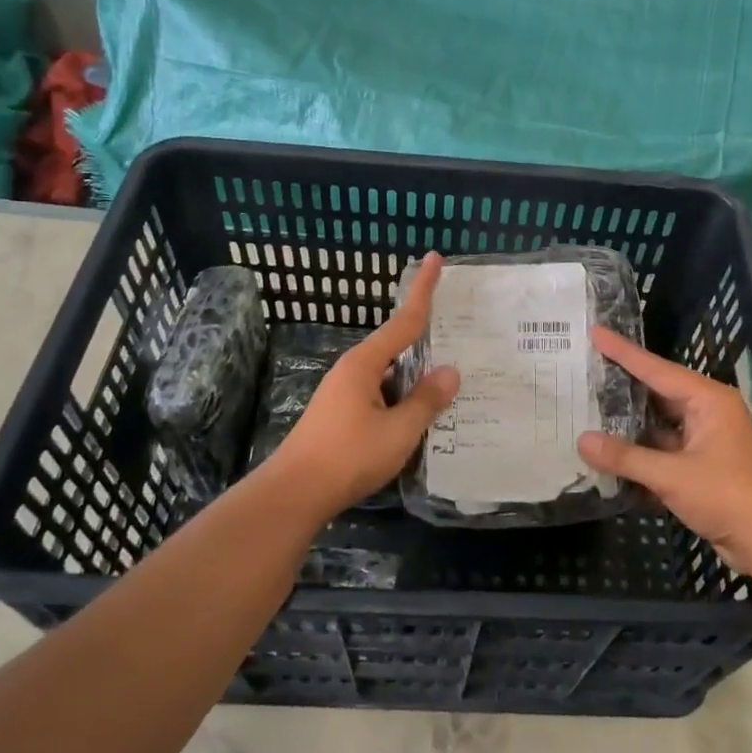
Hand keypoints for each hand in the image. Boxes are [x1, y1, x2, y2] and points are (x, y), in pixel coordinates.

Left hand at [264, 255, 459, 515]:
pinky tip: (419, 415)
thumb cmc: (348, 456)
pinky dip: (402, 397)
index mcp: (365, 363)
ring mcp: (344, 393)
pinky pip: (381, 395)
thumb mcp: (399, 430)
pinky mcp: (341, 415)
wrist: (294, 494)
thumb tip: (450, 371)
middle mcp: (353, 370)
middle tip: (457, 331)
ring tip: (448, 383)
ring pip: (390, 375)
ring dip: (415, 376)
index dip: (422, 289)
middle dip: (424, 338)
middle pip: (396, 345)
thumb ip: (426, 400)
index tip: (434, 258)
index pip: (404, 319)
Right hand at [576, 327, 751, 577]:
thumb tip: (582, 441)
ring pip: (658, 424)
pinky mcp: (701, 466)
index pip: (656, 369)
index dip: (623, 352)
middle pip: (656, 393)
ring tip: (587, 410)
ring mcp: (704, 440)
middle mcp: (707, 412)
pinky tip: (609, 453)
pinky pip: (663, 450)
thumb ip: (626, 458)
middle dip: (622, 386)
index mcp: (708, 400)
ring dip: (628, 424)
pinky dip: (640, 452)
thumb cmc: (728, 496)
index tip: (596, 332)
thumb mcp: (672, 476)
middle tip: (585, 371)